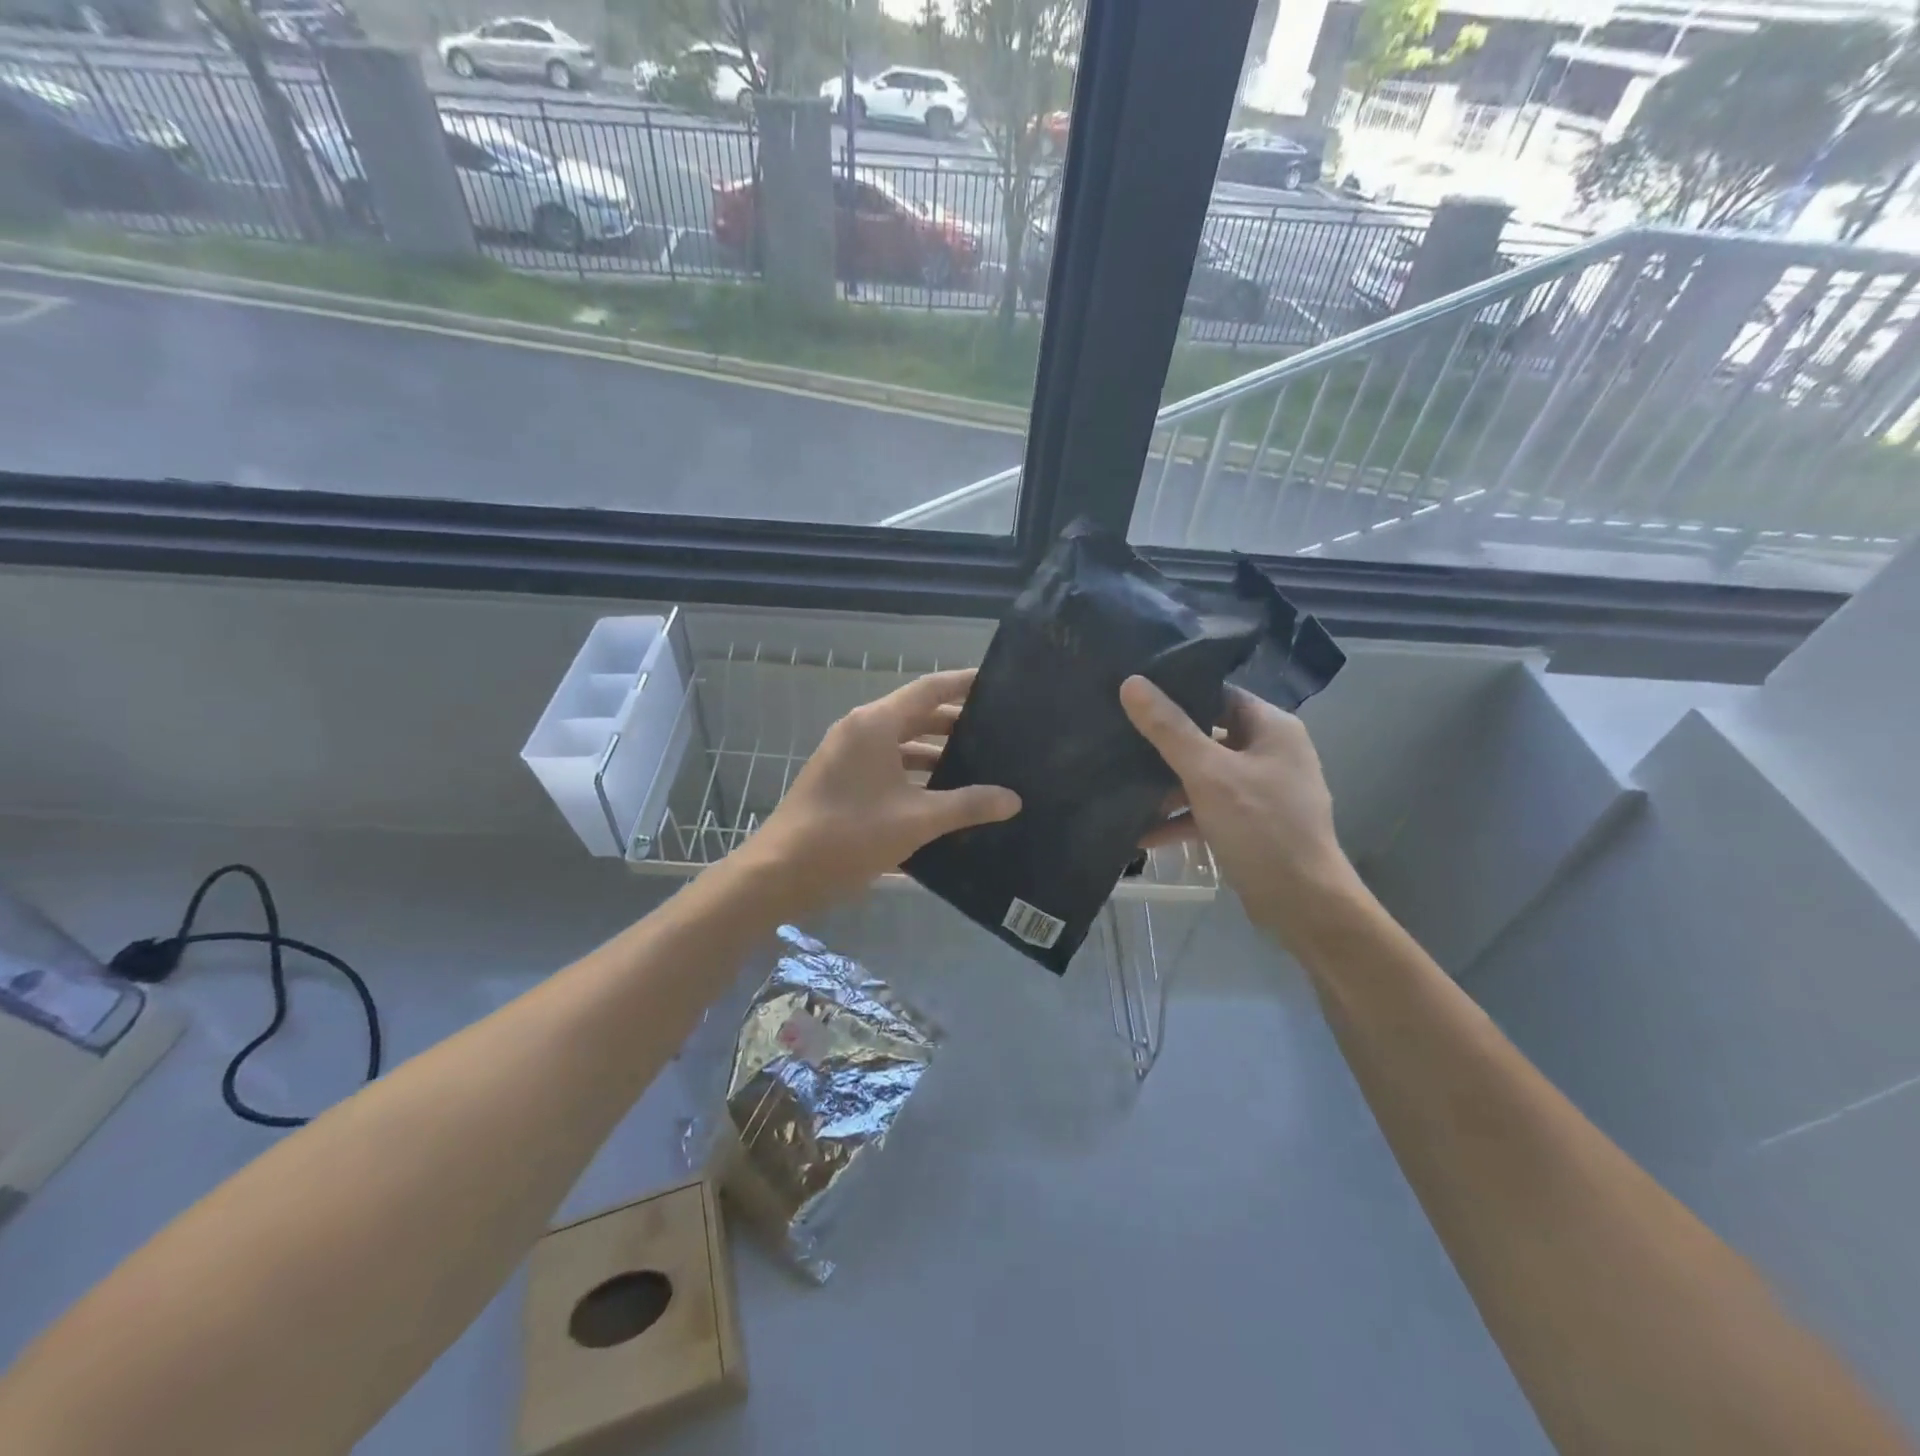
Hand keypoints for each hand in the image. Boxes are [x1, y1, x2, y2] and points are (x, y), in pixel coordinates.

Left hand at [739, 669, 1020, 914]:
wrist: (781, 871)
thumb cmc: (849, 835)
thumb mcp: (916, 820)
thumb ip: (967, 805)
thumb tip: (1012, 799)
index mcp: (875, 724)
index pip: (929, 689)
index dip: (964, 684)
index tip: (998, 684)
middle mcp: (860, 731)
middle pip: (916, 715)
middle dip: (955, 724)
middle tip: (999, 733)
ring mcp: (847, 756)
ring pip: (901, 744)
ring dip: (936, 753)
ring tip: (979, 766)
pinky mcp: (842, 781)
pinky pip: (887, 766)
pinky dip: (915, 774)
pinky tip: (943, 797)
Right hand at [1121, 676, 1360, 948]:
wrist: (1303, 904)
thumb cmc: (1261, 827)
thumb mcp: (1208, 773)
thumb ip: (1168, 728)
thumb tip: (1131, 682)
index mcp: (1272, 728)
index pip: (1219, 694)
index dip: (1178, 691)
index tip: (1134, 693)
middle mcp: (1271, 753)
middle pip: (1209, 735)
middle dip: (1165, 742)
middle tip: (1119, 735)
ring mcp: (1262, 791)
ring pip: (1206, 776)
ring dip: (1168, 786)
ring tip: (1122, 787)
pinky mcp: (1252, 825)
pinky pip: (1209, 810)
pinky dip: (1181, 819)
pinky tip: (1142, 834)